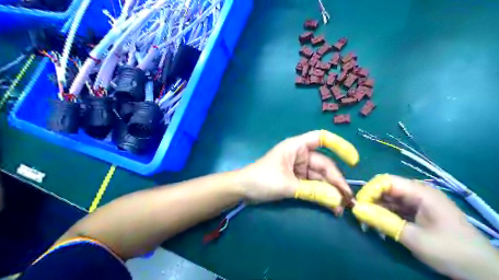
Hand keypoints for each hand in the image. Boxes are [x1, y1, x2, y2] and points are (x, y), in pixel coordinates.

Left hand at [239, 129, 358, 213]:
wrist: (243, 190)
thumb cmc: (261, 180)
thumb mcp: (287, 185)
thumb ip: (313, 192)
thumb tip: (338, 201)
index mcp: (296, 147)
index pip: (322, 138)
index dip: (340, 146)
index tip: (353, 160)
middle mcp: (301, 155)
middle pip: (325, 164)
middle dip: (336, 181)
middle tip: (348, 199)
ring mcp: (300, 168)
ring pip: (321, 177)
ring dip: (331, 191)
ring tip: (342, 207)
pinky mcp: (298, 180)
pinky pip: (314, 186)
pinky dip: (322, 195)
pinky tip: (331, 206)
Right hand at [350, 175, 498, 279]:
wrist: (482, 271)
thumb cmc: (450, 251)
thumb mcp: (413, 237)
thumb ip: (383, 221)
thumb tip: (355, 210)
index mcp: (420, 192)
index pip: (386, 181)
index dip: (369, 190)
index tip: (358, 206)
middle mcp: (418, 192)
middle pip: (386, 189)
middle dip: (370, 200)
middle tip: (360, 217)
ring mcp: (418, 202)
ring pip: (388, 198)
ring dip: (376, 209)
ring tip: (367, 224)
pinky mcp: (417, 211)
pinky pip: (395, 208)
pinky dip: (385, 215)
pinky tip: (379, 226)